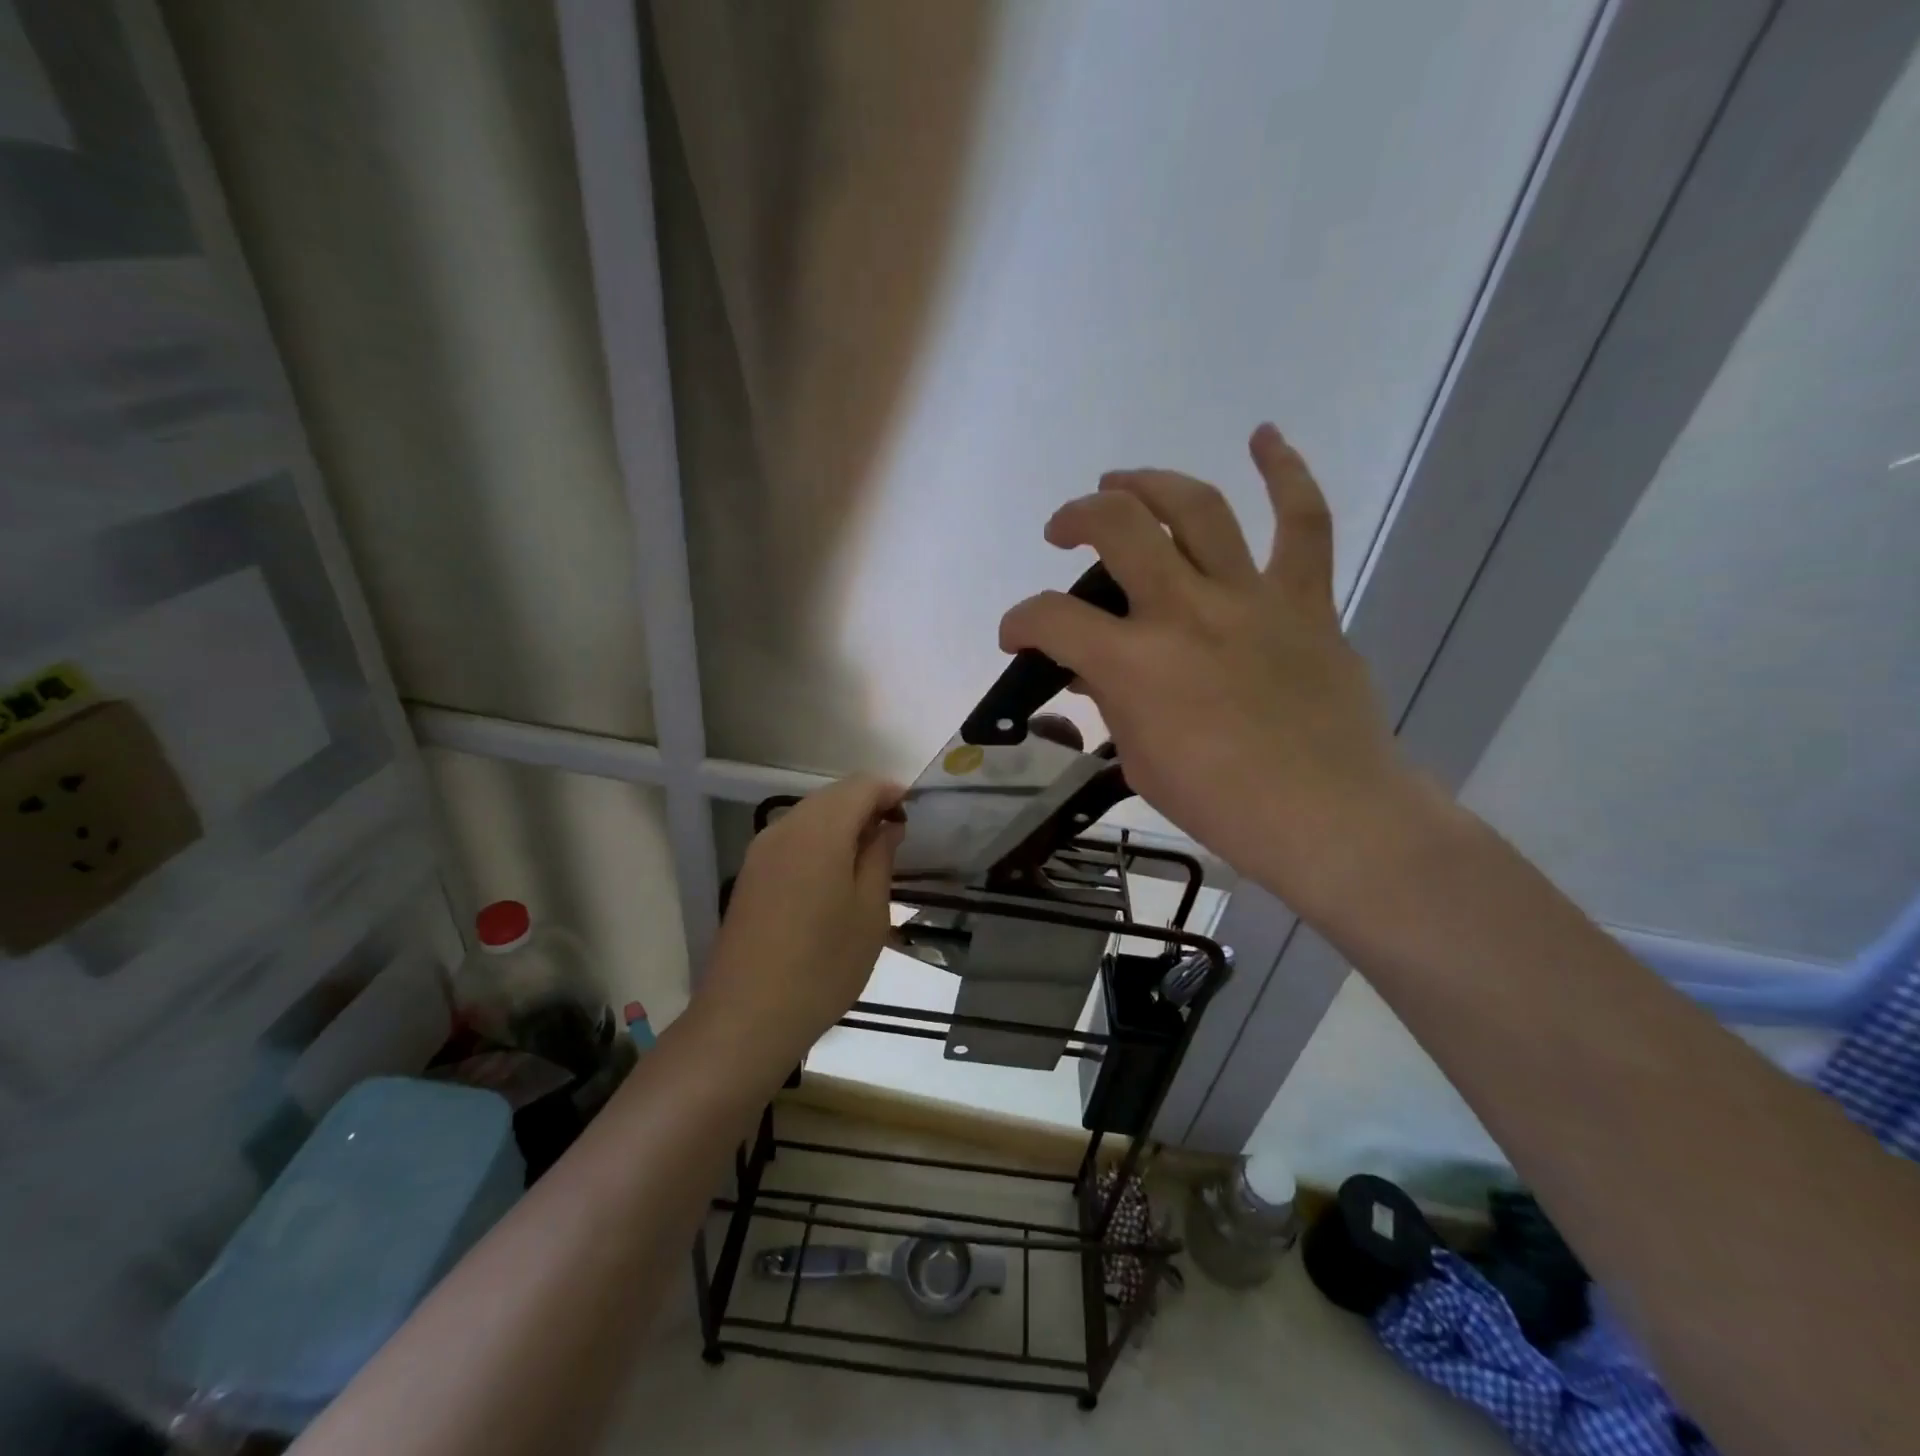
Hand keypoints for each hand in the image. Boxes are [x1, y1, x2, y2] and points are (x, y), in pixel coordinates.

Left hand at [696, 775, 904, 1065]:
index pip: (860, 785)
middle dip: (867, 805)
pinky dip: (819, 841)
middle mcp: (785, 829)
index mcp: (819, 832)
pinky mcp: (750, 874)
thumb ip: (880, 858)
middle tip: (897, 837)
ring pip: (810, 815)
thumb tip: (888, 826)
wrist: (747, 1017)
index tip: (914, 814)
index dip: (891, 791)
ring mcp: (761, 851)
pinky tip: (835, 875)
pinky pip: (792, 838)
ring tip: (870, 858)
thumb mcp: (869, 914)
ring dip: (842, 823)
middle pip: (833, 796)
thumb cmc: (823, 967)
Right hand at [1000, 424, 1422, 917]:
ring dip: (1149, 483)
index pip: (1051, 618)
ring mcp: (1249, 597)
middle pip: (1118, 527)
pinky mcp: (1304, 600)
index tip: (1016, 636)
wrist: (1327, 815)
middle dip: (1076, 518)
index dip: (1019, 621)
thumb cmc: (1221, 803)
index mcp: (1135, 663)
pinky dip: (1285, 472)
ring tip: (1122, 483)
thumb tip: (1098, 671)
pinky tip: (1264, 436)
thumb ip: (1113, 704)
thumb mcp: (1140, 761)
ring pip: (1195, 508)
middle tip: (1064, 531)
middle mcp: (1185, 611)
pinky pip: (1302, 522)